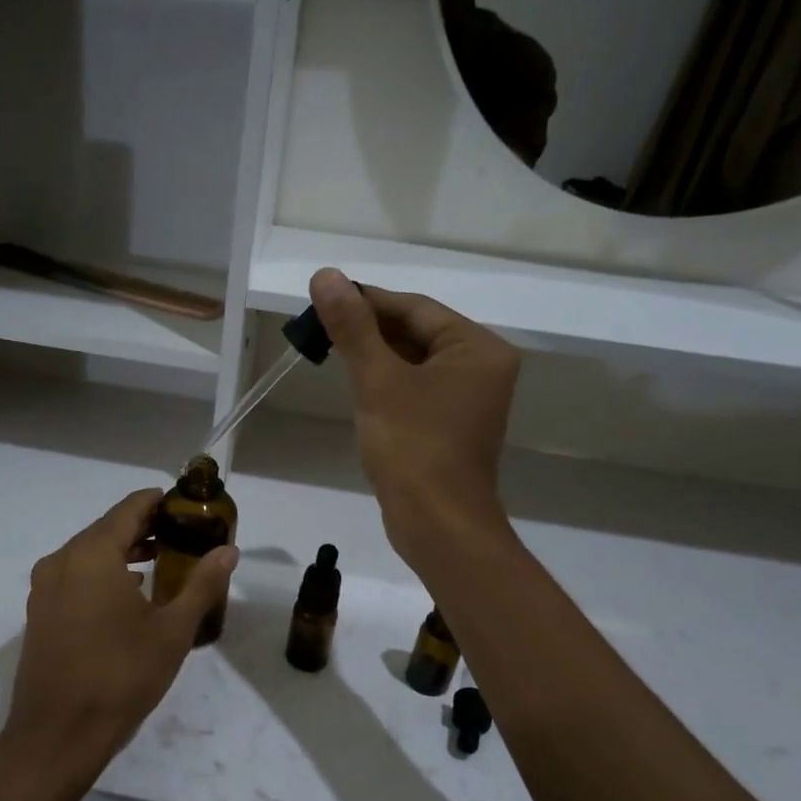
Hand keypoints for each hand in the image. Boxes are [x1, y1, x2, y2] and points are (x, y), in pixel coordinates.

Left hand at [0, 488, 236, 800]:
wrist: (57, 735)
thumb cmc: (121, 676)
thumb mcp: (172, 630)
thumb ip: (202, 584)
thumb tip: (228, 550)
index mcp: (92, 554)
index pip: (130, 507)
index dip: (161, 502)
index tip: (190, 508)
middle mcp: (62, 560)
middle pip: (108, 527)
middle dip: (146, 527)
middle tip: (184, 537)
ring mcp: (45, 587)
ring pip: (89, 553)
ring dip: (124, 551)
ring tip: (163, 563)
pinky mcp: (39, 613)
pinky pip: (75, 576)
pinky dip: (103, 574)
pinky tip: (129, 596)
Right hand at [309, 267, 519, 567]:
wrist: (438, 525)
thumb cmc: (414, 448)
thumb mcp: (378, 382)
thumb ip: (353, 328)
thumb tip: (326, 276)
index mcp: (477, 348)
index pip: (416, 309)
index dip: (368, 300)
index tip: (323, 297)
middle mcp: (481, 368)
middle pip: (417, 333)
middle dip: (369, 330)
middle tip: (319, 327)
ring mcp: (468, 400)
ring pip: (414, 363)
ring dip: (374, 357)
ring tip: (329, 351)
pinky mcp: (450, 426)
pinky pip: (416, 391)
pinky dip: (386, 384)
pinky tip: (356, 386)